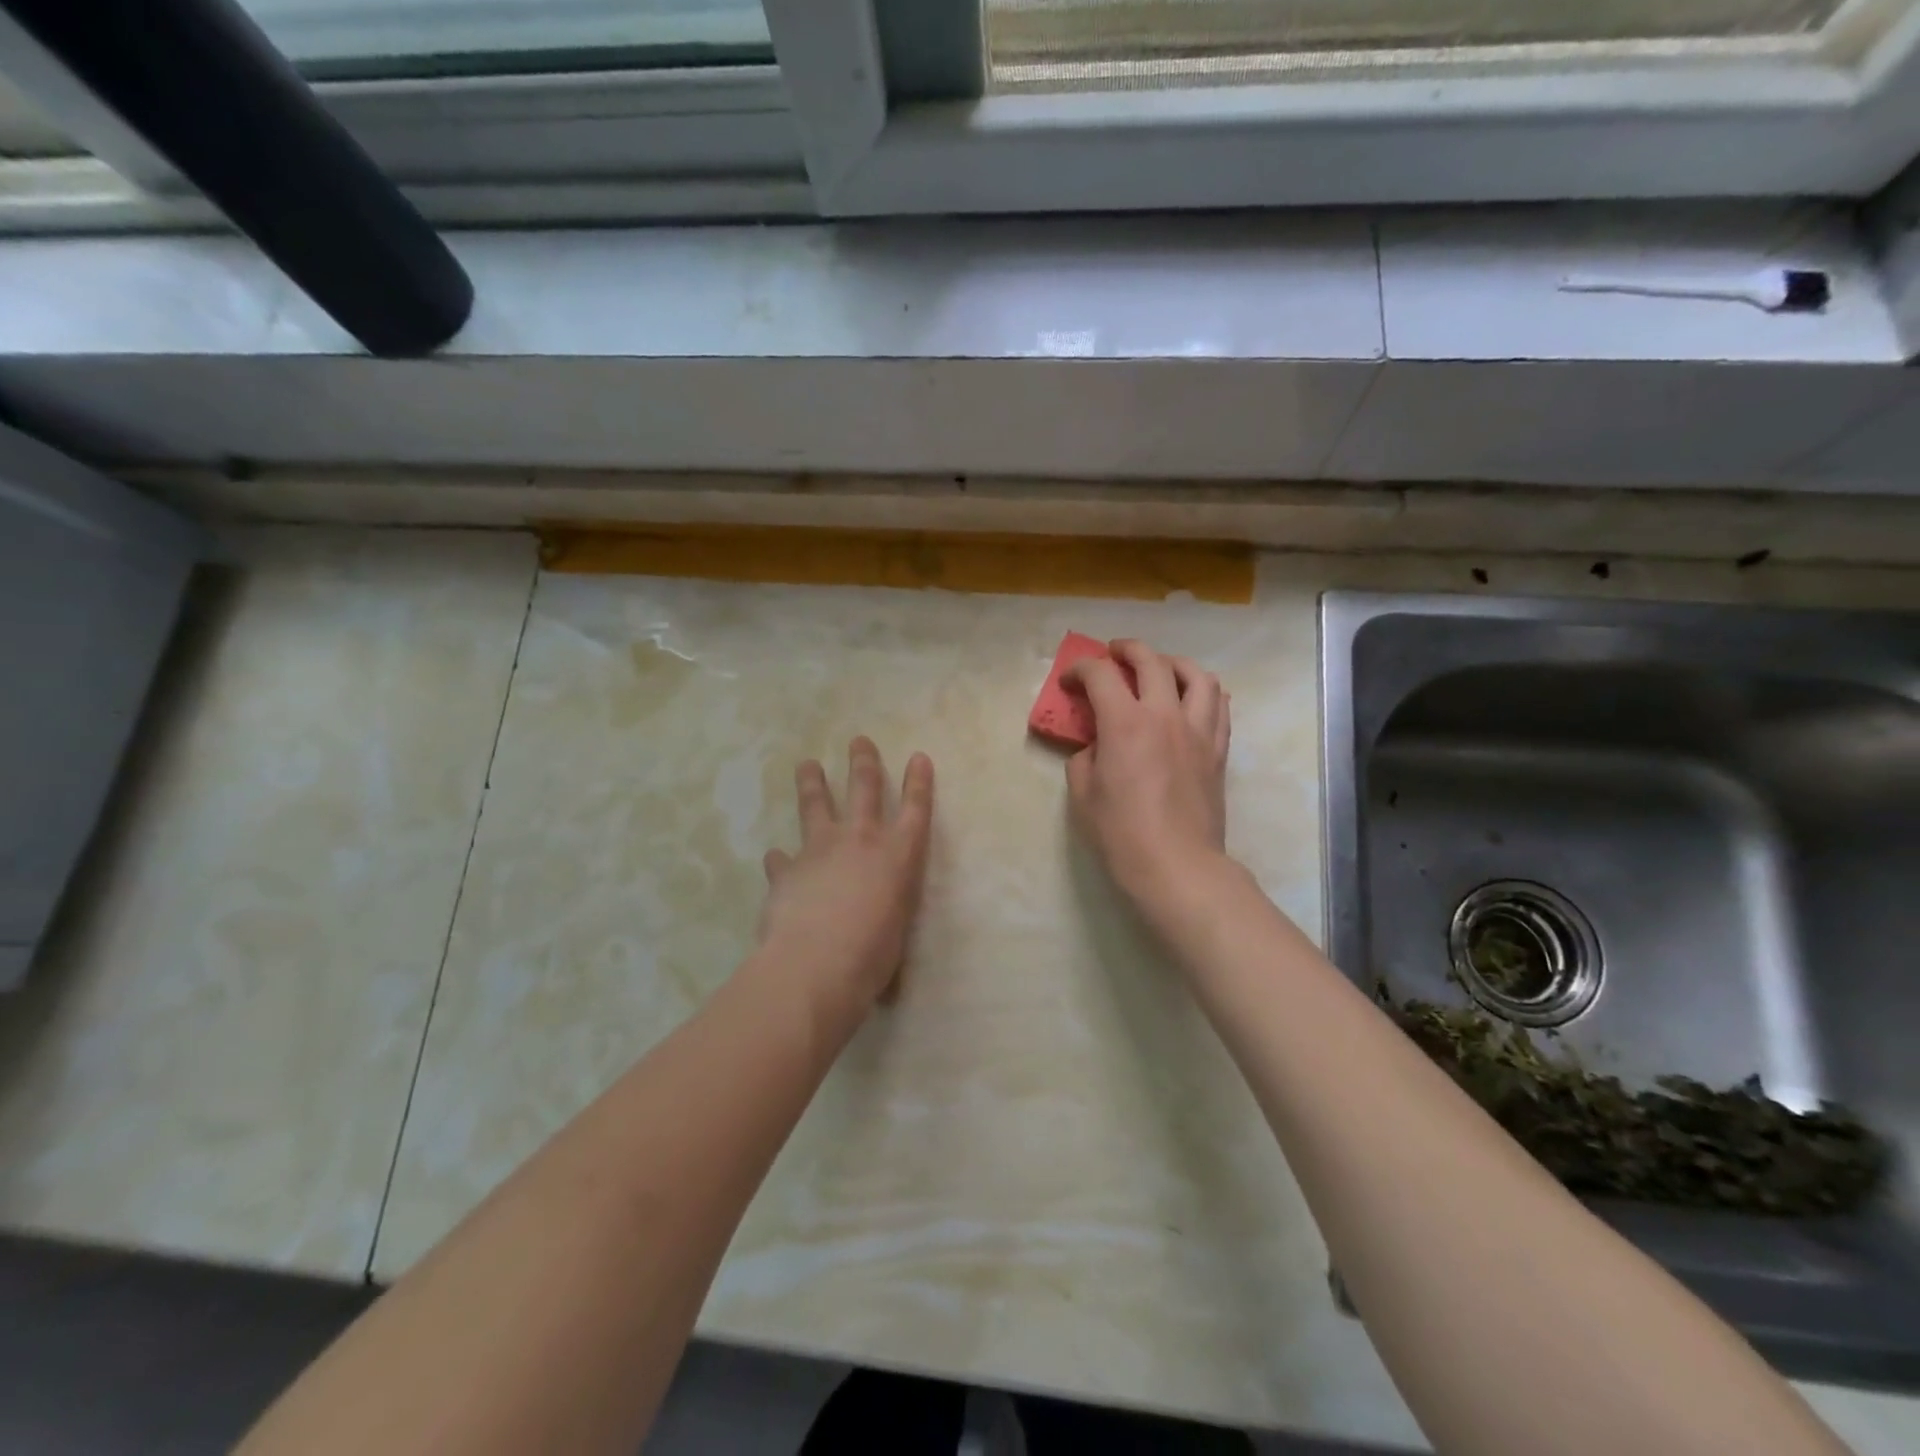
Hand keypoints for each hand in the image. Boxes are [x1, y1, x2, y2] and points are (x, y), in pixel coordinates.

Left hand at [758, 737, 934, 1017]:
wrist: (816, 964)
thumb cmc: (873, 954)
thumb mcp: (896, 926)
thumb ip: (885, 905)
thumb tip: (871, 910)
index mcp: (898, 854)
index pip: (915, 808)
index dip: (918, 782)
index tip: (918, 757)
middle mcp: (860, 840)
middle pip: (864, 787)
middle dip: (863, 761)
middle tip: (858, 741)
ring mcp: (820, 849)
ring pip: (816, 805)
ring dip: (812, 783)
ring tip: (807, 766)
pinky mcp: (787, 870)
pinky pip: (782, 859)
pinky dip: (781, 860)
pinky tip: (776, 859)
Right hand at [1064, 640, 1231, 911]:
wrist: (1177, 865)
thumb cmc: (1121, 833)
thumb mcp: (1083, 795)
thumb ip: (1085, 758)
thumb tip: (1097, 747)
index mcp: (1125, 723)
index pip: (1101, 675)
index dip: (1080, 670)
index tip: (1070, 681)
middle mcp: (1165, 715)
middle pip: (1151, 661)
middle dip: (1126, 650)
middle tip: (1112, 655)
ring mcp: (1198, 731)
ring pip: (1196, 675)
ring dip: (1173, 663)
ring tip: (1161, 669)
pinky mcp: (1218, 750)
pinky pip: (1219, 706)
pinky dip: (1204, 691)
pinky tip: (1191, 699)